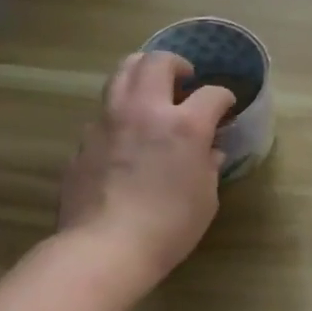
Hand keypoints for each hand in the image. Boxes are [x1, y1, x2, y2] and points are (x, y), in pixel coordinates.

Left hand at [57, 51, 233, 277]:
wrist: (104, 248)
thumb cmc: (169, 226)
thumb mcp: (206, 197)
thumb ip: (208, 165)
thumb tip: (209, 152)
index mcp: (185, 124)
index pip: (212, 94)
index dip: (224, 97)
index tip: (227, 107)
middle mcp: (145, 110)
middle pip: (157, 62)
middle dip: (177, 64)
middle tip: (185, 79)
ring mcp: (109, 121)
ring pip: (122, 73)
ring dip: (143, 73)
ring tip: (153, 90)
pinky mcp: (84, 139)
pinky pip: (105, 109)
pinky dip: (122, 109)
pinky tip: (128, 132)